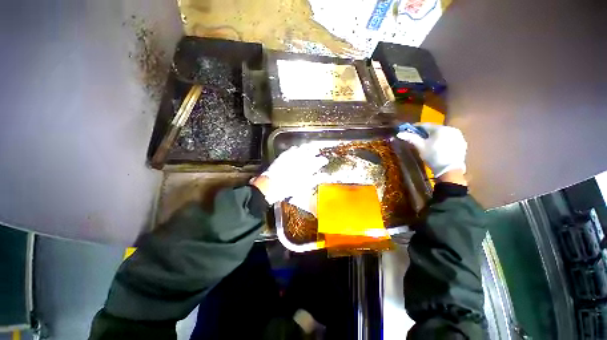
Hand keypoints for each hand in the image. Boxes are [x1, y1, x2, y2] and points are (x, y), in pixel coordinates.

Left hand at [251, 145, 327, 203]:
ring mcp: (293, 155)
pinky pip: (293, 148)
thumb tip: (325, 175)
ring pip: (303, 147)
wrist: (273, 184)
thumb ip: (317, 178)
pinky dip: (296, 148)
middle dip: (316, 151)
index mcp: (309, 166)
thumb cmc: (291, 187)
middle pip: (312, 151)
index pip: (319, 160)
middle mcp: (302, 158)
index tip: (325, 161)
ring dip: (307, 147)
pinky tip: (297, 149)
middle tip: (317, 152)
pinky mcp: (285, 154)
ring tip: (309, 148)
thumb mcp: (306, 185)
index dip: (323, 160)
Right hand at [397, 123, 467, 183]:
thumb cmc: (433, 156)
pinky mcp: (462, 143)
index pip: (425, 125)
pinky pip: (450, 139)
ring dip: (435, 137)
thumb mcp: (420, 147)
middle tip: (418, 138)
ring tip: (428, 143)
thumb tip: (399, 133)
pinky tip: (438, 147)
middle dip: (425, 133)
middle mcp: (451, 129)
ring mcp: (458, 136)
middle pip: (435, 129)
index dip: (415, 127)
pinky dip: (443, 141)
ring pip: (443, 134)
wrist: (450, 170)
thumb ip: (411, 138)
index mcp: (440, 128)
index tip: (409, 130)